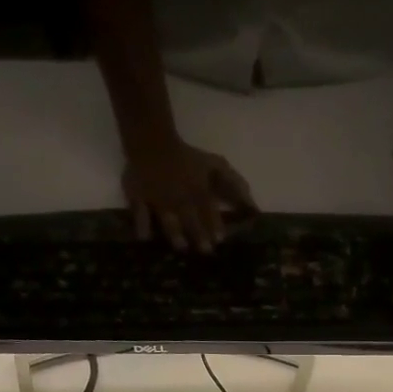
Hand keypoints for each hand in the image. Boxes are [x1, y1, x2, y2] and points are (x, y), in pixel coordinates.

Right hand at [123, 138, 255, 252]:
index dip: (216, 225)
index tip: (220, 240)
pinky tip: (145, 238)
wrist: (151, 140)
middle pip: (191, 219)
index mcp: (198, 189)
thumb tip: (255, 209)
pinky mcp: (137, 198)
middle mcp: (180, 197)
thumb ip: (235, 185)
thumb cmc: (187, 157)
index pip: (209, 211)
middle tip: (205, 250)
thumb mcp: (215, 166)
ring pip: (168, 219)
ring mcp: (158, 198)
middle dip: (199, 235)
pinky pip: (139, 213)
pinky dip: (142, 225)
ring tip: (181, 247)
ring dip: (175, 234)